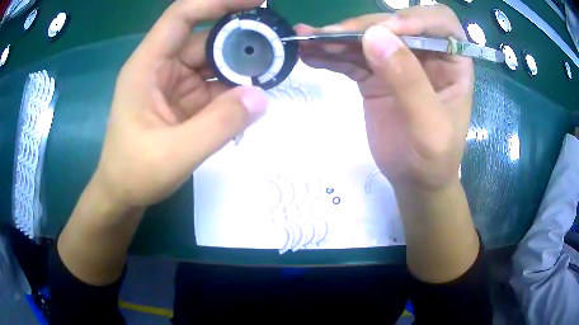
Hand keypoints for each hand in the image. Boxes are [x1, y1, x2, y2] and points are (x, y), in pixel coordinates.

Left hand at [95, 0, 267, 208]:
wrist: (123, 194)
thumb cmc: (135, 173)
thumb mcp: (176, 154)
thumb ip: (219, 125)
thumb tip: (261, 96)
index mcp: (147, 66)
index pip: (182, 16)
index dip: (217, 1)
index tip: (255, 1)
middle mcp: (161, 67)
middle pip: (204, 39)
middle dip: (239, 41)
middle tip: (276, 48)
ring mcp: (173, 84)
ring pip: (213, 62)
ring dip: (240, 68)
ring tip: (270, 74)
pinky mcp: (183, 100)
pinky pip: (213, 85)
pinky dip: (234, 90)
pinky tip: (252, 98)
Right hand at [296, 5, 472, 191]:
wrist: (414, 180)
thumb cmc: (434, 159)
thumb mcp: (429, 126)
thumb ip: (408, 81)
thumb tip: (374, 37)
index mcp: (452, 63)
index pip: (440, 23)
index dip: (416, 18)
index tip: (387, 31)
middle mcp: (427, 54)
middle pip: (395, 24)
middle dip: (364, 27)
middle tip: (330, 36)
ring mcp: (398, 63)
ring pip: (368, 39)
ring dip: (338, 38)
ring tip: (308, 40)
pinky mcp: (375, 76)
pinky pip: (352, 59)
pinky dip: (331, 56)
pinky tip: (310, 55)